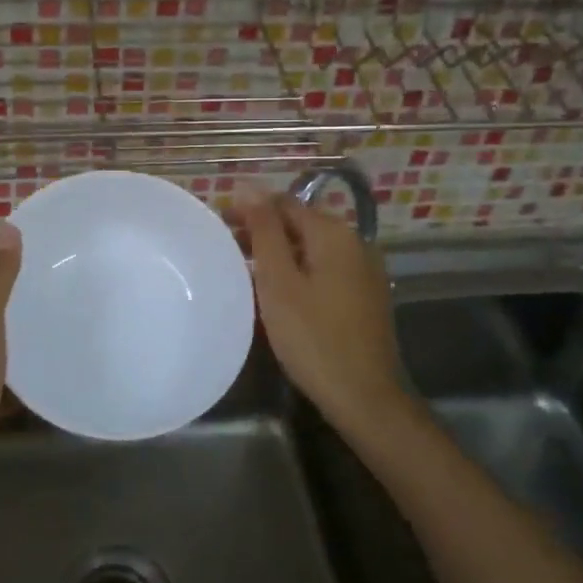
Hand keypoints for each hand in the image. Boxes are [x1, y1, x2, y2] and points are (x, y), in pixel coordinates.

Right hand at [231, 189, 403, 428]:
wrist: (365, 397)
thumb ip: (264, 230)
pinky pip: (324, 268)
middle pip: (300, 223)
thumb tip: (248, 186)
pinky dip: (298, 271)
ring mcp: (364, 270)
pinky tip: (278, 292)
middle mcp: (355, 242)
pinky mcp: (365, 295)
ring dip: (278, 253)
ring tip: (245, 271)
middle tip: (226, 250)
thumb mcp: (279, 281)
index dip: (249, 210)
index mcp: (334, 233)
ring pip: (311, 248)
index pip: (284, 203)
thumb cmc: (313, 337)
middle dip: (262, 231)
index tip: (218, 226)